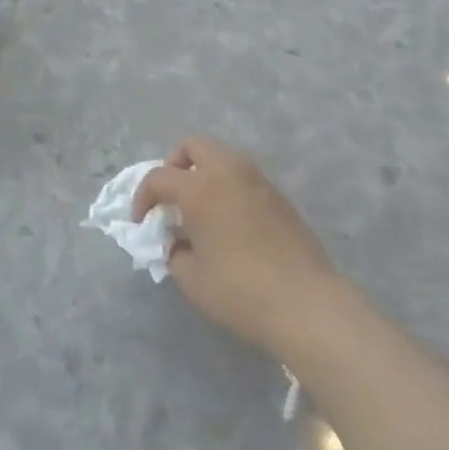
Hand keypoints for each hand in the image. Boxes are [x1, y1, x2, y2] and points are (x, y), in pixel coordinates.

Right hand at [133, 138, 340, 356]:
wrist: (306, 303)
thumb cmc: (240, 290)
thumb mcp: (192, 279)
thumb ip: (174, 252)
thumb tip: (178, 242)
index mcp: (200, 187)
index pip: (160, 177)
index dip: (143, 197)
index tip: (142, 222)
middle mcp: (228, 171)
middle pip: (194, 145)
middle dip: (175, 165)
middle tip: (172, 197)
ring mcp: (257, 180)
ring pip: (222, 156)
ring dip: (204, 172)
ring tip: (200, 208)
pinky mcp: (279, 196)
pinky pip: (243, 176)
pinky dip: (227, 186)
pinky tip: (228, 220)